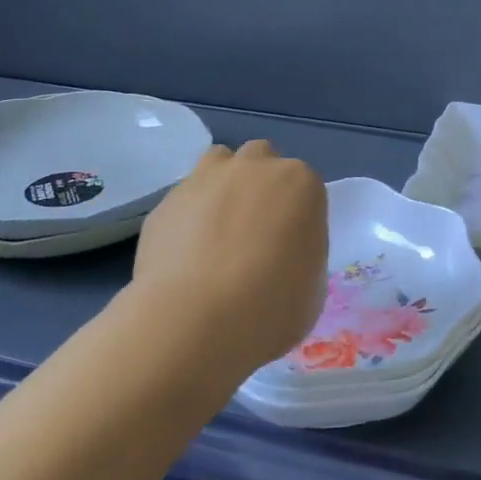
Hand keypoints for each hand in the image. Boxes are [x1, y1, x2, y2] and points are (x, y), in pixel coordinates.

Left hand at [131, 141, 328, 372]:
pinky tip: (186, 255)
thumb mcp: (312, 284)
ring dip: (223, 185)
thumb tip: (281, 254)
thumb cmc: (273, 306)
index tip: (291, 246)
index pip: (305, 186)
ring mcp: (206, 178)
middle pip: (261, 160)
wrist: (197, 319)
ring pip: (219, 162)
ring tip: (219, 231)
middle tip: (256, 232)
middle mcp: (254, 167)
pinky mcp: (167, 200)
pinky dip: (189, 217)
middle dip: (260, 186)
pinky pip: (185, 199)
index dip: (297, 215)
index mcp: (300, 183)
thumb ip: (301, 252)